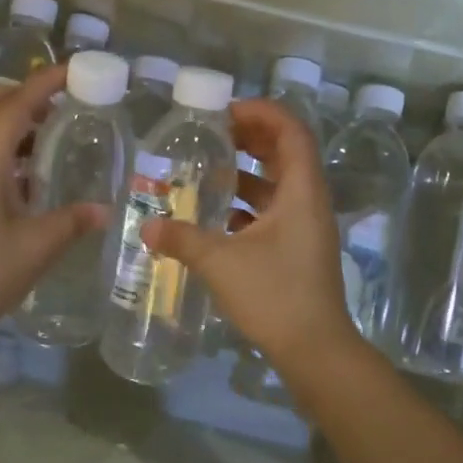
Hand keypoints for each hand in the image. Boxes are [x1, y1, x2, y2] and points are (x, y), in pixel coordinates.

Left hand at [0, 65, 106, 352]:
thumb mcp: (35, 248)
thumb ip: (71, 223)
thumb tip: (104, 211)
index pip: (15, 107)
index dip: (43, 84)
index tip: (71, 70)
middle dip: (12, 94)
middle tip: (48, 105)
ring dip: (3, 125)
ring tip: (42, 142)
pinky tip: (21, 183)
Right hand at [143, 97, 364, 377]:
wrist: (315, 350)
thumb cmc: (274, 295)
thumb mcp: (221, 262)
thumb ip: (182, 239)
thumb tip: (147, 227)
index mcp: (301, 191)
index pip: (291, 131)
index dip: (262, 112)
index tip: (226, 112)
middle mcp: (309, 201)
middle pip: (286, 152)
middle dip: (252, 137)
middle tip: (214, 133)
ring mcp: (307, 227)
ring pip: (280, 183)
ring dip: (250, 170)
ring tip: (212, 167)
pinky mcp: (299, 249)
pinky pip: (275, 211)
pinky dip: (250, 203)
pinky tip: (219, 214)